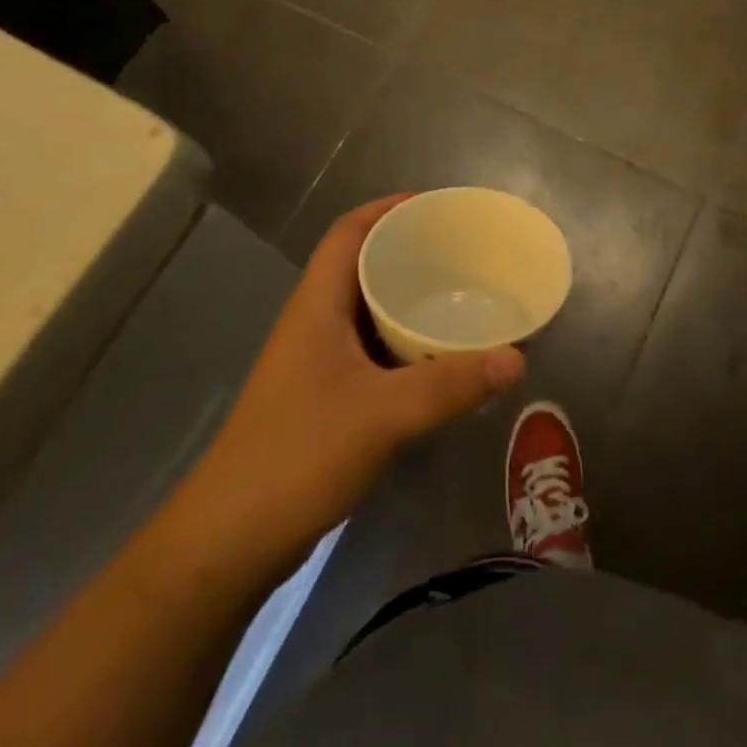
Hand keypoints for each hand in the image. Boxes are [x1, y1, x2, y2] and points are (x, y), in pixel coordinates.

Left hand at [183, 195, 524, 583]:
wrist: (229, 541)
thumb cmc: (299, 455)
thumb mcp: (383, 415)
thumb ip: (451, 385)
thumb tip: (516, 358)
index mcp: (317, 305)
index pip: (348, 233)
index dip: (386, 208)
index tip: (434, 205)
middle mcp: (314, 323)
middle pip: (360, 266)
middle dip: (407, 251)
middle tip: (461, 251)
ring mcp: (315, 363)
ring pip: (366, 311)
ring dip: (406, 299)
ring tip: (459, 295)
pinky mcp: (322, 398)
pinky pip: (370, 350)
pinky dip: (403, 343)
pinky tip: (437, 359)